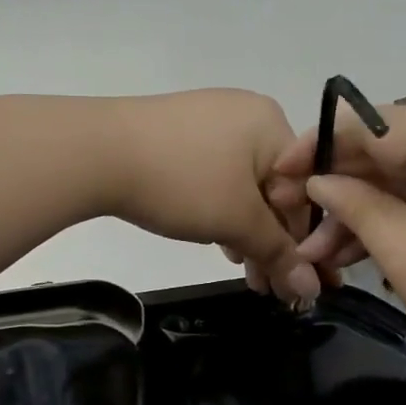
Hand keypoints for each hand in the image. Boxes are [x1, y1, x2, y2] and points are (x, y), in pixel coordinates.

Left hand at [105, 90, 319, 304]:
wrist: (94, 152)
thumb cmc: (181, 182)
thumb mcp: (236, 221)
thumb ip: (278, 254)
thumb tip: (311, 288)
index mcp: (273, 125)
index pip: (306, 191)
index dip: (304, 243)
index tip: (299, 283)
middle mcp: (249, 115)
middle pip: (276, 189)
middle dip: (274, 243)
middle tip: (269, 287)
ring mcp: (213, 121)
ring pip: (246, 187)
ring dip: (249, 234)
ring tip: (245, 274)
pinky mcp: (183, 134)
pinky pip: (220, 176)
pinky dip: (224, 211)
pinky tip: (220, 242)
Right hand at [267, 104, 405, 393]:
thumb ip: (358, 207)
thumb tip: (320, 181)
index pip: (378, 123)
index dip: (322, 143)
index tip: (281, 171)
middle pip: (395, 152)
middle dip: (342, 187)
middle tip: (294, 218)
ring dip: (367, 212)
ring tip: (317, 251)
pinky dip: (402, 223)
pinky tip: (359, 252)